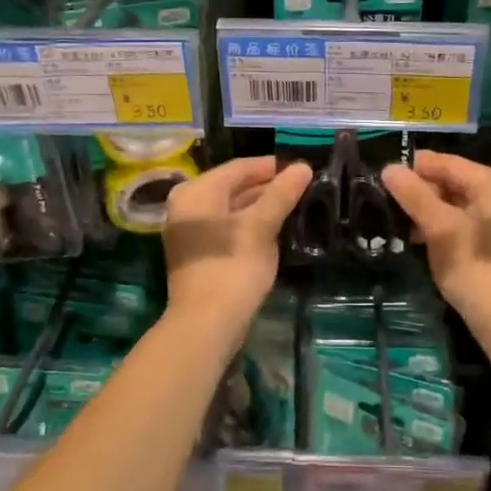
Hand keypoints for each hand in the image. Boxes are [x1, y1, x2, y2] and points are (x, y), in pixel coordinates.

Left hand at [163, 157, 312, 333]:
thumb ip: (281, 194)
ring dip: (261, 207)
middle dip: (268, 187)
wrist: (206, 324)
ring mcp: (190, 231)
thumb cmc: (233, 268)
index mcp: (197, 192)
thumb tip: (302, 167)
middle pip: (233, 186)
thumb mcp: (261, 227)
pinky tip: (275, 230)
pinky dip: (249, 225)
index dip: (272, 167)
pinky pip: (227, 228)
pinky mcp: (198, 253)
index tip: (302, 170)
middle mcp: (187, 205)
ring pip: (231, 208)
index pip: (239, 167)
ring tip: (295, 207)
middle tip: (303, 188)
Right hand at [381, 150, 490, 322]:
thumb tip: (389, 168)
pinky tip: (424, 237)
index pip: (449, 164)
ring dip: (432, 211)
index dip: (415, 168)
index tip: (384, 175)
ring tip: (401, 221)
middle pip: (456, 182)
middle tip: (389, 202)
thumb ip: (414, 196)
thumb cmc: (474, 267)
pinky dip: (448, 225)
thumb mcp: (439, 228)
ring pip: (462, 203)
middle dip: (424, 192)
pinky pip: (471, 220)